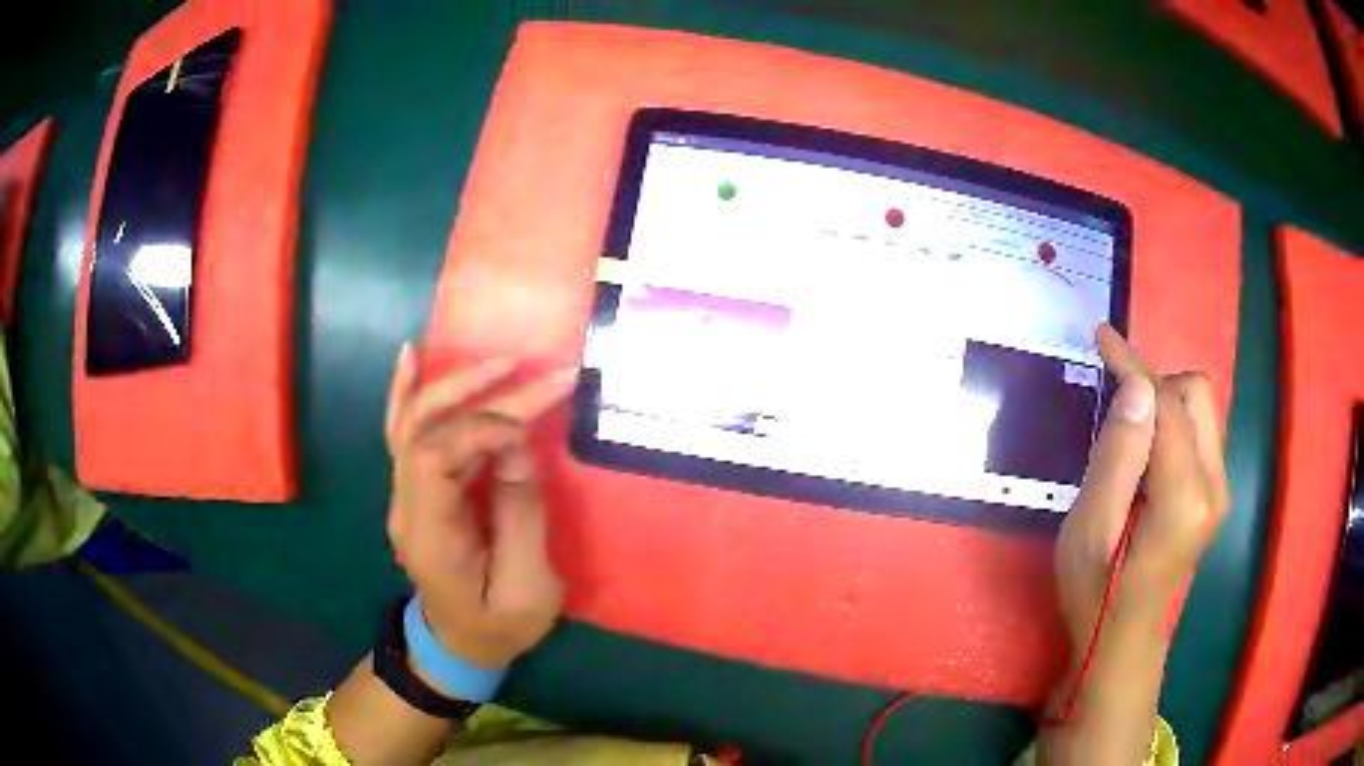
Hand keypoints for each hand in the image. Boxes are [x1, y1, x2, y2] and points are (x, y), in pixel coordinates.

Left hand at [384, 344, 575, 668]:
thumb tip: (516, 447)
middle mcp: (406, 506)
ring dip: (451, 384)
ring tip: (494, 359)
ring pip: (411, 423)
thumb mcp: (527, 590)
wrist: (460, 643)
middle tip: (521, 368)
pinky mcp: (415, 489)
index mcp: (430, 536)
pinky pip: (404, 431)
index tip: (528, 428)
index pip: (435, 458)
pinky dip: (406, 391)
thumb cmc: (499, 625)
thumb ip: (520, 519)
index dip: (479, 429)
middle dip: (470, 391)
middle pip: (422, 429)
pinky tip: (411, 355)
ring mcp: (404, 494)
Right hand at [1056, 326, 1230, 649]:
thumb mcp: (1088, 529)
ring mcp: (1221, 489)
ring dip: (1163, 404)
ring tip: (1130, 440)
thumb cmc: (1095, 591)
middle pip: (1196, 393)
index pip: (1168, 406)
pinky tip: (1146, 456)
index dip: (1135, 366)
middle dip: (1155, 387)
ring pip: (1201, 407)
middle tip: (1118, 415)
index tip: (1102, 337)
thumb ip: (1116, 457)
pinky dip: (1171, 423)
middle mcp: (1216, 486)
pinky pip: (1199, 429)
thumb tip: (1136, 387)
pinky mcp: (1217, 491)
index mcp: (1185, 500)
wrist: (1122, 635)